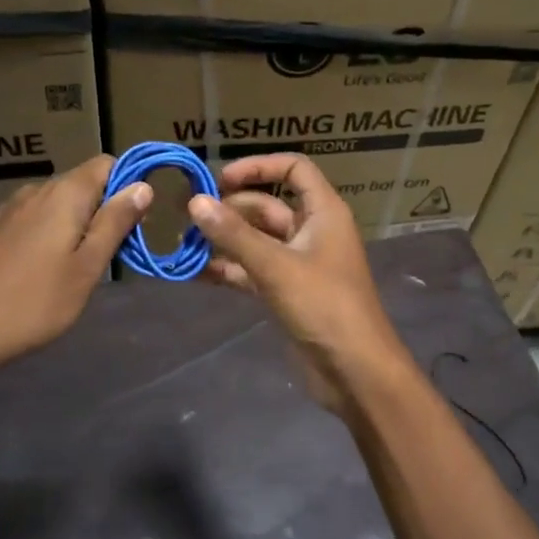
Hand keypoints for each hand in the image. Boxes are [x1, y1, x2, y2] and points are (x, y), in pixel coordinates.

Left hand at [0, 155, 150, 379]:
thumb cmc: (36, 301)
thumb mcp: (88, 266)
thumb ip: (115, 222)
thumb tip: (143, 186)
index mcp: (64, 193)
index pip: (107, 163)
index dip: (128, 185)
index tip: (136, 221)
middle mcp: (36, 190)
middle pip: (83, 182)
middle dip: (104, 208)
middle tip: (113, 252)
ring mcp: (10, 208)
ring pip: (58, 202)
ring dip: (77, 222)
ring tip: (80, 264)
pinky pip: (35, 218)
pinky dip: (51, 232)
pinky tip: (45, 268)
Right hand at [188, 153, 416, 421]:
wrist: (355, 371)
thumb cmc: (324, 306)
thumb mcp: (276, 266)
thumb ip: (234, 234)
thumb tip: (195, 202)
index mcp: (323, 212)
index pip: (294, 169)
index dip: (258, 166)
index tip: (220, 180)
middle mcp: (312, 231)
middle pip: (267, 206)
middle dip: (230, 209)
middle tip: (187, 216)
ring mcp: (299, 263)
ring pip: (256, 240)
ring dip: (224, 240)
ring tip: (184, 244)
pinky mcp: (287, 293)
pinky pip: (253, 270)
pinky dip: (229, 269)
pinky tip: (196, 273)